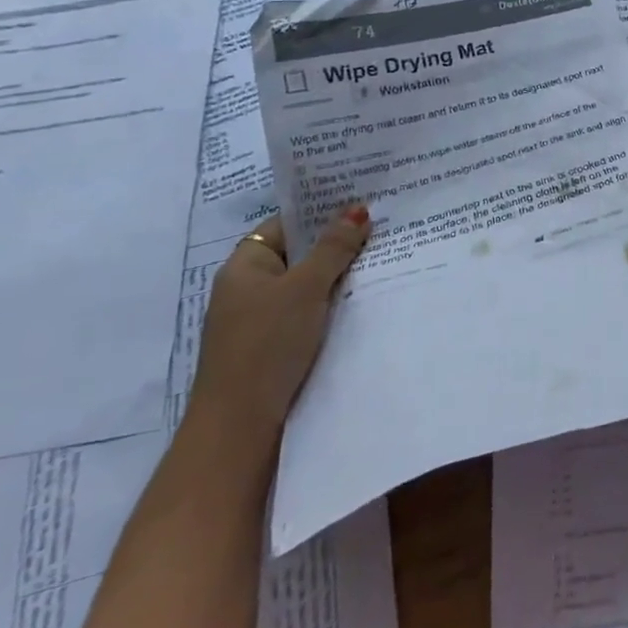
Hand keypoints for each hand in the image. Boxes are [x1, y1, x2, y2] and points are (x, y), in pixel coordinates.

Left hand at [185, 205, 370, 450]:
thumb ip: (333, 248)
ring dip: (340, 275)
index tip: (364, 199)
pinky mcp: (278, 347)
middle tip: (386, 224)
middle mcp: (250, 288)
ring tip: (387, 256)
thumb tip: (356, 209)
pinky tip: (369, 299)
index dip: (321, 210)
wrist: (240, 428)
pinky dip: (336, 304)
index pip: (286, 224)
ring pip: (309, 285)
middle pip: (300, 253)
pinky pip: (312, 312)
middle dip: (339, 242)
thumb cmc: (267, 344)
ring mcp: (263, 320)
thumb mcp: (305, 288)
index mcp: (245, 266)